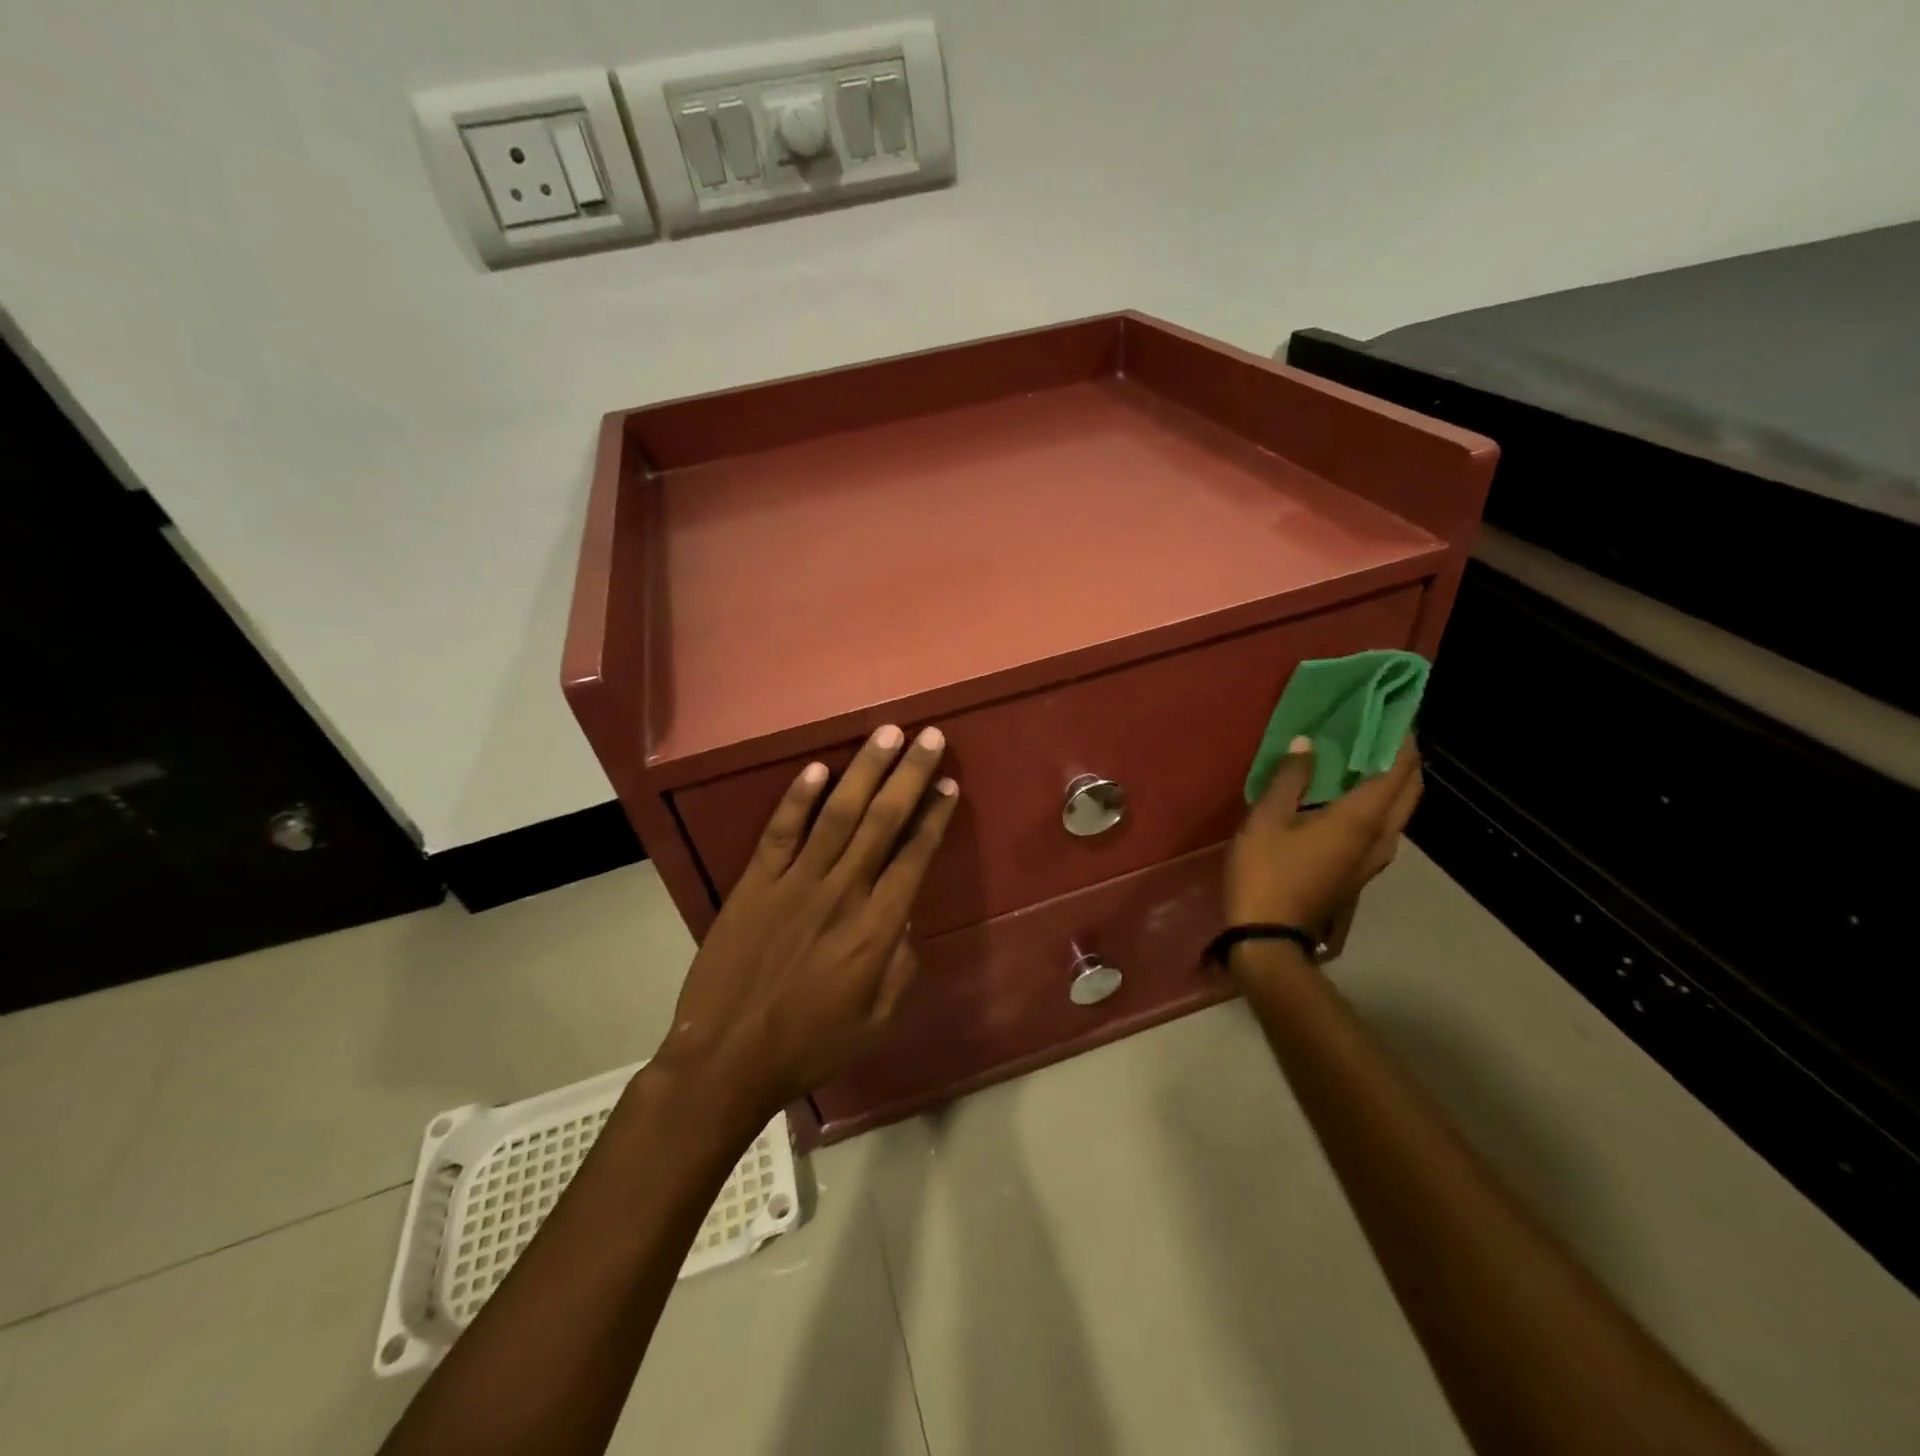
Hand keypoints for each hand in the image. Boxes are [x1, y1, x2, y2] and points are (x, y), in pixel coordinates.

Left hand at [654, 724, 959, 1120]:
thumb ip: (901, 965)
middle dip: (910, 775)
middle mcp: (842, 893)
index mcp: (876, 929)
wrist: (727, 1059)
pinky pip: (780, 832)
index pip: (915, 857)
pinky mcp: (754, 884)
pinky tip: (817, 768)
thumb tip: (905, 918)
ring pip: (838, 814)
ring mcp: (795, 883)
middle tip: (930, 736)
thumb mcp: (878, 1021)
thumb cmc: (810, 1045)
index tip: (949, 784)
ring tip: (887, 733)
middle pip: (883, 822)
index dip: (935, 817)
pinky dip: (797, 798)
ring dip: (865, 770)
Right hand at [1225, 735, 1422, 935]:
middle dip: (1405, 760)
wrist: (1268, 937)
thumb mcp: (1266, 820)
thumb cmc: (1265, 873)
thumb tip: (1306, 744)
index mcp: (1360, 820)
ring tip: (1369, 759)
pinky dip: (1379, 803)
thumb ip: (1288, 779)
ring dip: (1393, 783)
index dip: (1402, 740)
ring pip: (1399, 813)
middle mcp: (1379, 838)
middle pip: (1409, 792)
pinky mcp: (1359, 872)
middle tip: (1385, 732)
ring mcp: (1373, 860)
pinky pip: (1383, 827)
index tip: (1396, 713)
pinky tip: (1351, 797)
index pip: (1397, 770)